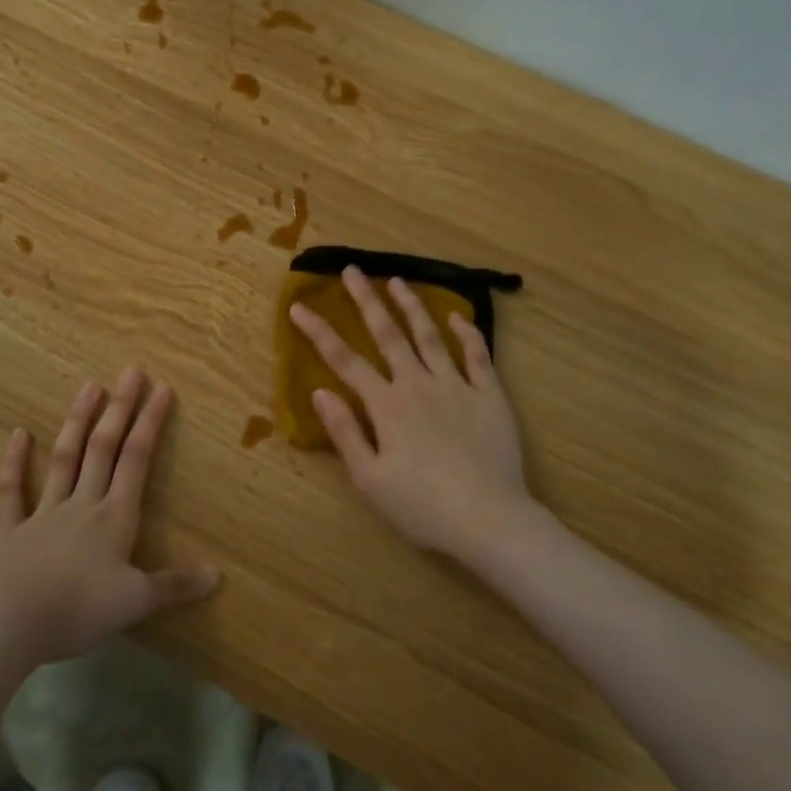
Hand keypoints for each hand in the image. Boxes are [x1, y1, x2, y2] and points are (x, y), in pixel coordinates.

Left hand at [0, 369, 218, 665]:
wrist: (8, 624)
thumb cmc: (77, 610)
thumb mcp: (135, 602)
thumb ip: (174, 585)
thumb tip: (216, 574)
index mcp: (114, 516)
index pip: (137, 459)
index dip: (151, 422)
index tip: (163, 388)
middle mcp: (82, 503)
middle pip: (103, 447)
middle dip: (120, 408)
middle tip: (130, 371)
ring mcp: (44, 512)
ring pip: (64, 458)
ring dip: (78, 421)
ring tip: (89, 386)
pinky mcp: (11, 529)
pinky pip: (12, 490)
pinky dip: (14, 462)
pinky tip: (18, 434)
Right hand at [290, 266, 546, 566]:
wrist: (489, 520)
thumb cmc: (422, 506)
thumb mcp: (370, 479)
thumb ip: (344, 432)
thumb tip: (320, 391)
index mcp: (386, 405)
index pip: (344, 360)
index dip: (319, 332)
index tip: (299, 306)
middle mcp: (418, 384)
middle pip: (387, 334)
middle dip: (366, 300)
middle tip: (352, 270)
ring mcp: (457, 386)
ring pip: (430, 335)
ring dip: (411, 306)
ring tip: (397, 280)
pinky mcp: (490, 395)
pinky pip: (478, 355)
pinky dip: (467, 333)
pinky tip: (457, 316)